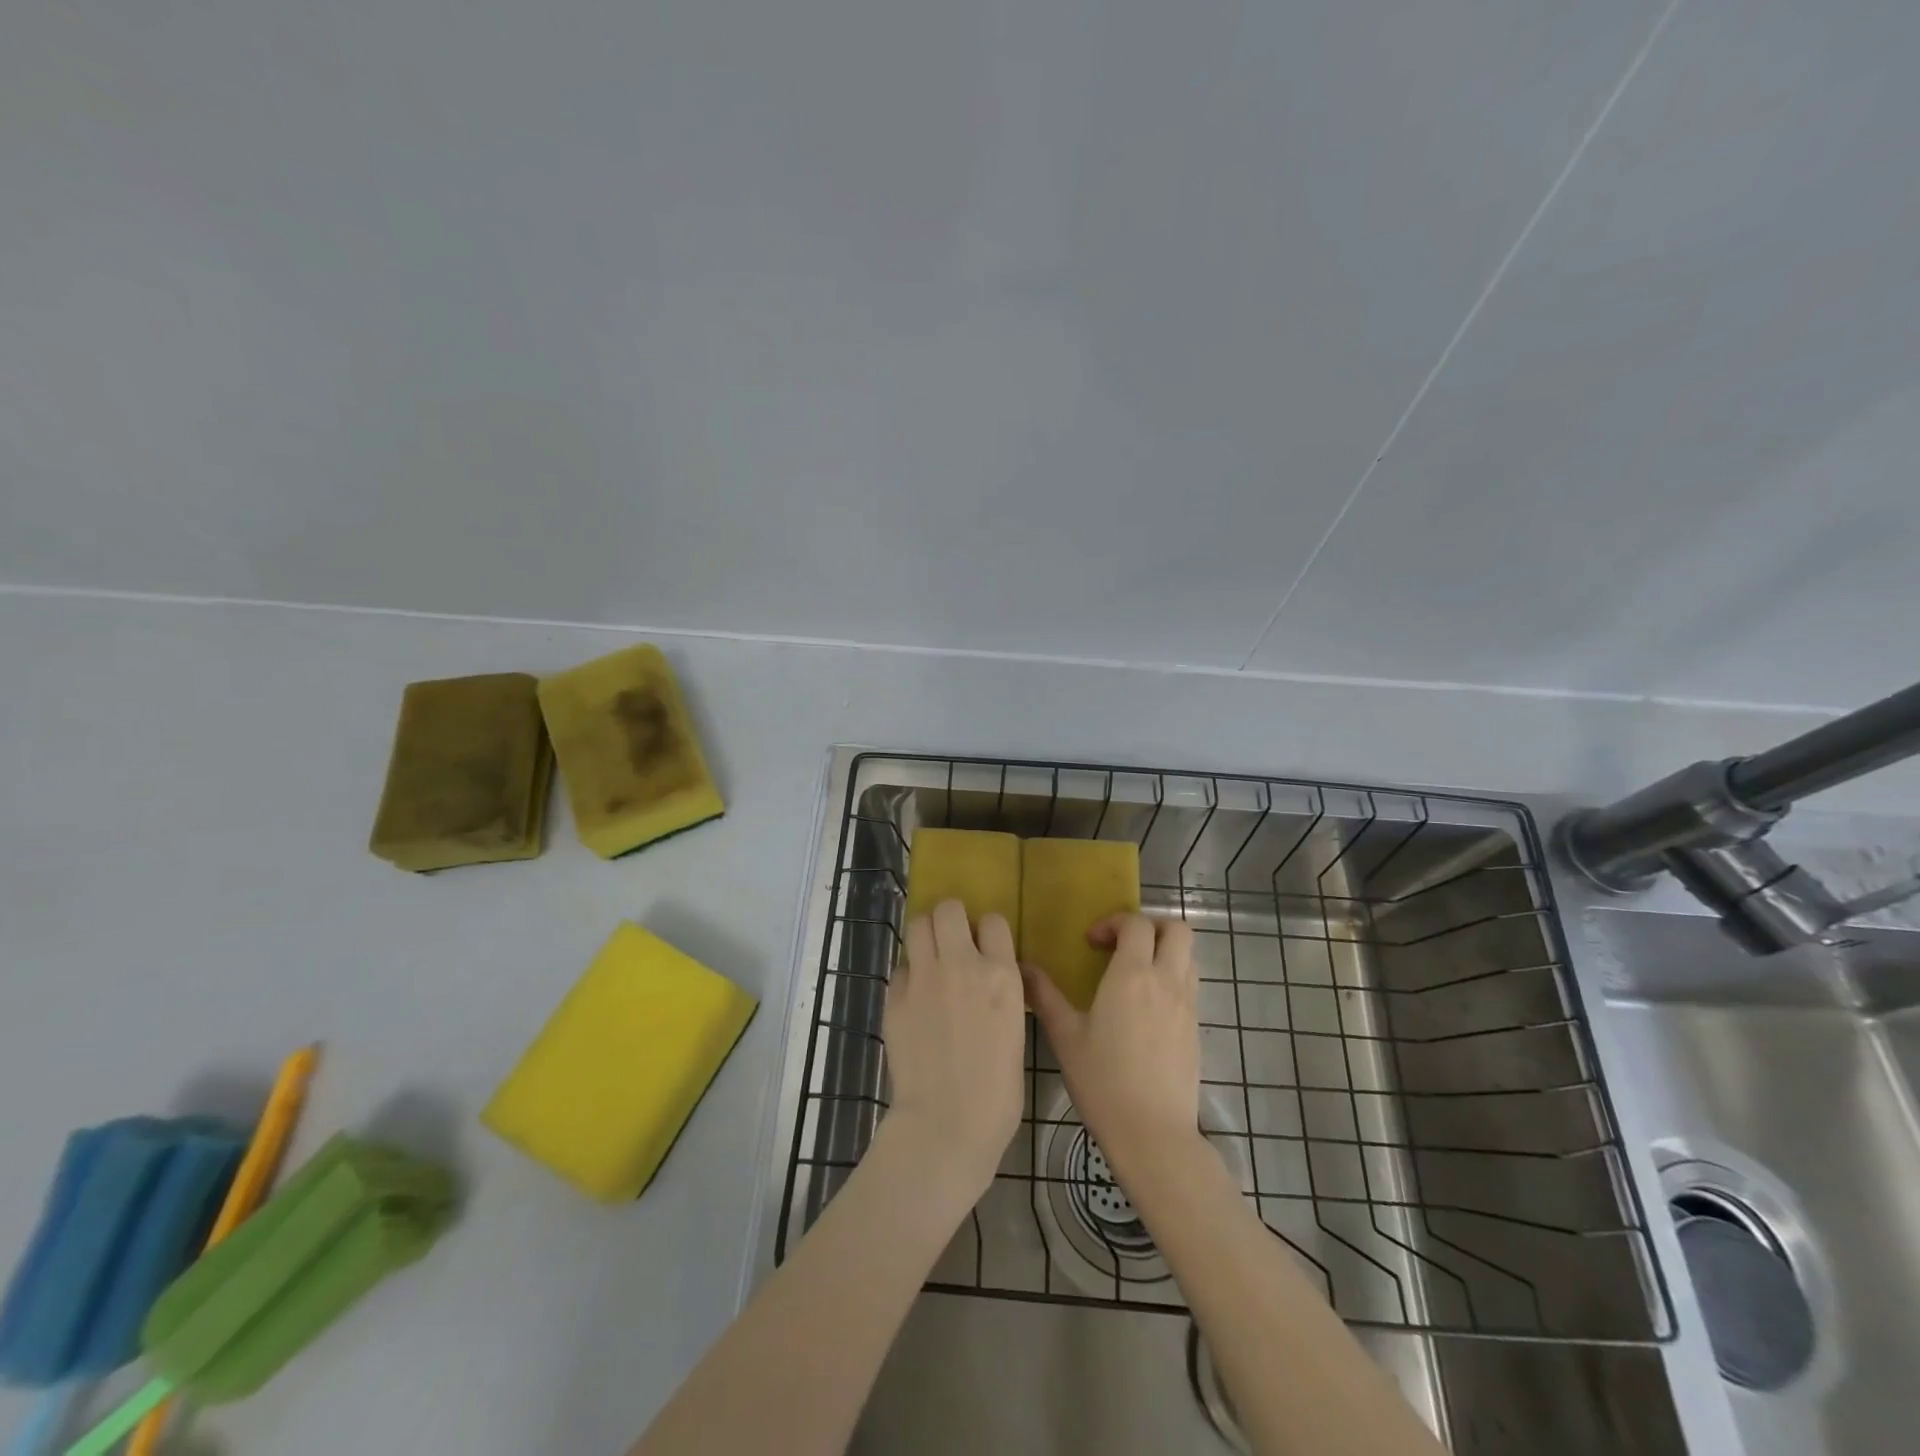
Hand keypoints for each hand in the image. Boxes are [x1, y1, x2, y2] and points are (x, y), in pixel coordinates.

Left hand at [884, 900, 1026, 1202]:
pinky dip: (908, 976)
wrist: (947, 1123)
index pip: (993, 921)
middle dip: (950, 919)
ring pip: (918, 925)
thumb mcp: (1014, 1030)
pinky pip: (900, 968)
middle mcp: (961, 965)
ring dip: (926, 936)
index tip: (984, 945)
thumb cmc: (997, 1091)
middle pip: (949, 909)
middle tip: (952, 941)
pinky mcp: (895, 997)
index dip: (987, 930)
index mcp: (1001, 975)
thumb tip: (986, 978)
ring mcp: (924, 978)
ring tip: (930, 959)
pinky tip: (914, 999)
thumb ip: (999, 992)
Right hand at [1023, 913, 1200, 1176]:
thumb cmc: (1102, 1081)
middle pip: (1177, 929)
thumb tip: (1022, 968)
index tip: (1092, 943)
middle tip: (1123, 945)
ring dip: (1165, 951)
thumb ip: (1044, 996)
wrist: (1153, 1134)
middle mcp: (1166, 981)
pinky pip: (1190, 985)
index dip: (1114, 922)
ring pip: (1188, 956)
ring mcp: (1187, 1005)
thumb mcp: (1065, 1036)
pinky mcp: (1196, 1029)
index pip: (1136, 924)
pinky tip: (1148, 1007)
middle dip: (1151, 926)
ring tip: (1136, 972)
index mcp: (1132, 975)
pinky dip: (1173, 978)